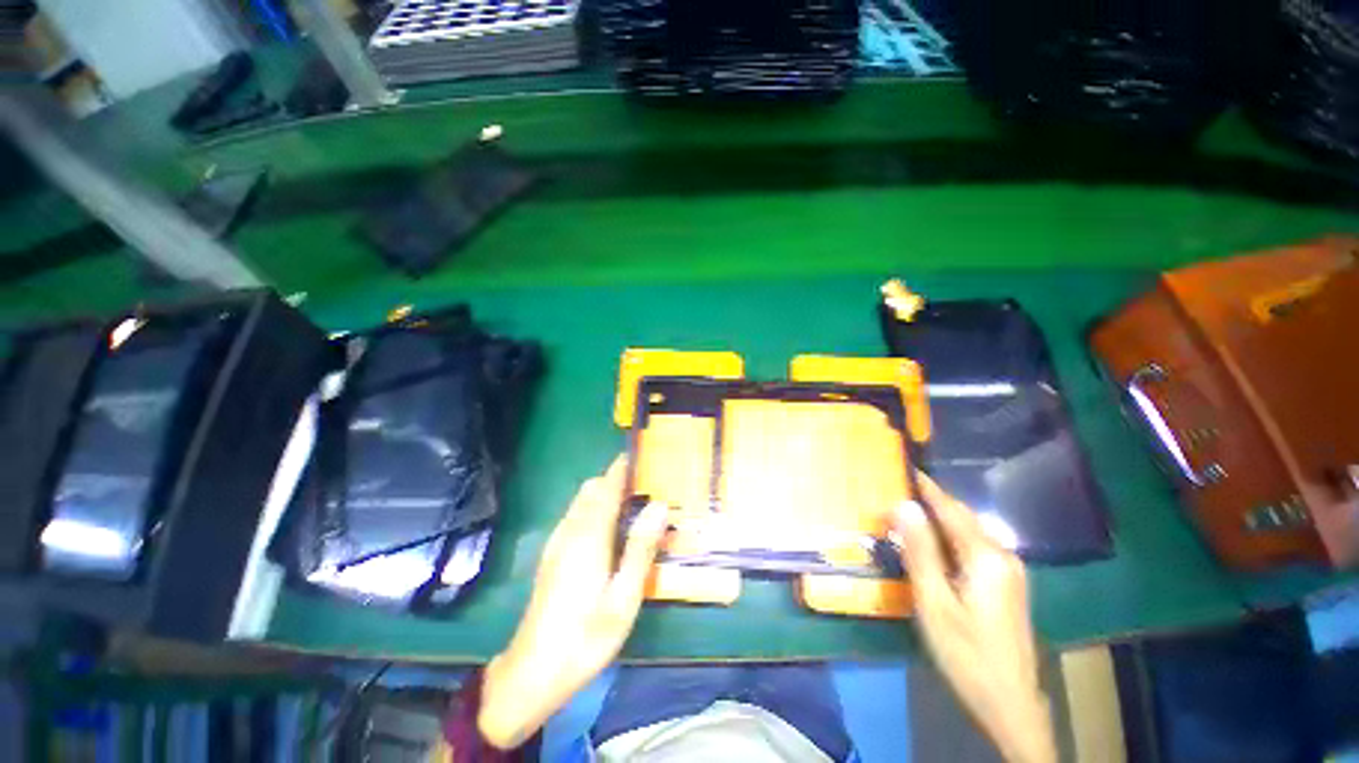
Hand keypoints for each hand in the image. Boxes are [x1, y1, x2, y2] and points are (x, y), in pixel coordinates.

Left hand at [478, 456, 667, 748]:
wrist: (533, 672)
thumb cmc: (586, 636)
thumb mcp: (624, 597)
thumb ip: (641, 548)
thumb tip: (659, 505)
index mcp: (589, 536)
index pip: (607, 487)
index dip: (623, 467)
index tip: (644, 456)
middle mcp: (570, 530)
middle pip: (592, 488)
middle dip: (617, 479)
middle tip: (648, 488)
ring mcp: (557, 541)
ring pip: (582, 501)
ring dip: (605, 493)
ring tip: (634, 507)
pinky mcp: (552, 554)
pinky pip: (575, 516)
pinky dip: (594, 509)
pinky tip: (610, 532)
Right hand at [895, 475, 1056, 762]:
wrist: (1010, 703)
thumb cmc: (966, 653)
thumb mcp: (934, 603)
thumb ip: (919, 551)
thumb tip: (903, 505)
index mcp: (986, 557)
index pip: (950, 509)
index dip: (926, 487)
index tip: (904, 466)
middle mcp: (1003, 556)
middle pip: (963, 518)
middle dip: (931, 501)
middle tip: (898, 491)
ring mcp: (1009, 571)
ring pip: (969, 532)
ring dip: (939, 520)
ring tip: (909, 514)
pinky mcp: (1007, 585)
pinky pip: (974, 547)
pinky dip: (950, 538)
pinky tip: (933, 546)